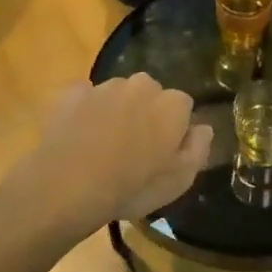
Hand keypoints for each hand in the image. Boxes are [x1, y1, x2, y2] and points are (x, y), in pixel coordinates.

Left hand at [6, 74, 210, 237]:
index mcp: (172, 104)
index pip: (184, 106)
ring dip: (117, 112)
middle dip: (146, 114)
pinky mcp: (72, 93)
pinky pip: (86, 98)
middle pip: (151, 94)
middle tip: (134, 149)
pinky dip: (86, 112)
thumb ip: (198, 148)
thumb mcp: (179, 181)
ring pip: (118, 94)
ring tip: (103, 146)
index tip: (164, 152)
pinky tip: (79, 137)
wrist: (68, 185)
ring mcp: (104, 86)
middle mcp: (141, 85)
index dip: (175, 129)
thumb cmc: (132, 186)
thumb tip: (203, 127)